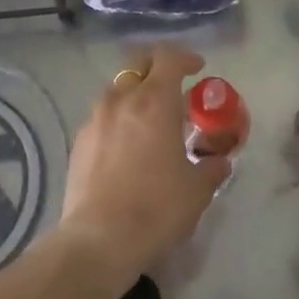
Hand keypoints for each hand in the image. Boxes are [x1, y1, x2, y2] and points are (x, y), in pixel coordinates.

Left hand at [58, 45, 229, 283]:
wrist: (98, 240)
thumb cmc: (156, 208)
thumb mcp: (197, 190)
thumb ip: (211, 168)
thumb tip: (220, 161)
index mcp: (154, 101)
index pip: (169, 58)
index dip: (186, 58)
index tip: (198, 69)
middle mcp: (121, 99)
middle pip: (139, 64)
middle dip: (158, 67)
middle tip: (175, 87)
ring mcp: (95, 118)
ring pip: (118, 90)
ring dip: (136, 94)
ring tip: (151, 120)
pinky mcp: (79, 141)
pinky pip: (103, 116)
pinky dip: (118, 119)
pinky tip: (127, 146)